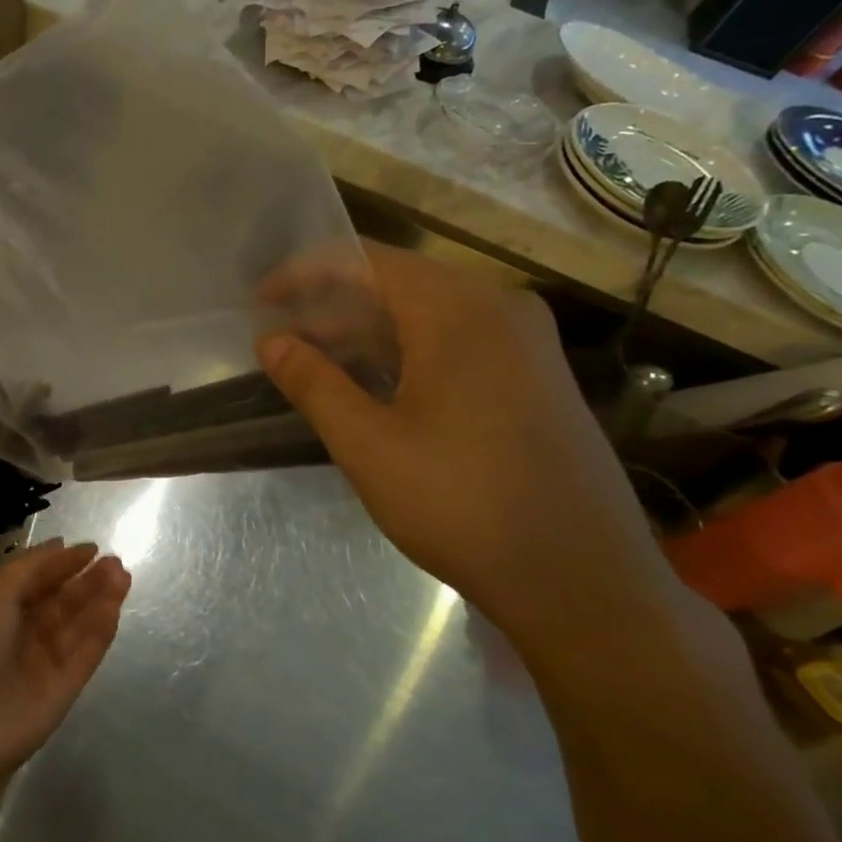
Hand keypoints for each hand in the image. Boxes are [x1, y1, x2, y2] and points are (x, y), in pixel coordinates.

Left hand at [0, 540, 130, 804]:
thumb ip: (31, 568)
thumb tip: (61, 545)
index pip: (36, 583)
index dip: (61, 565)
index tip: (91, 548)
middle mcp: (21, 636)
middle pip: (61, 603)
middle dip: (87, 581)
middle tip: (115, 561)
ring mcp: (44, 664)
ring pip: (78, 626)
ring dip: (100, 600)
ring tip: (122, 574)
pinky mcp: (65, 690)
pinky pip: (86, 654)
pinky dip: (100, 630)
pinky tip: (115, 605)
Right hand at [257, 242, 670, 640]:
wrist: (582, 580)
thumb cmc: (463, 504)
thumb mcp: (369, 445)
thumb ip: (313, 382)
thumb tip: (269, 340)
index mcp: (460, 311)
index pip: (366, 261)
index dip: (304, 274)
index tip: (259, 303)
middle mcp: (499, 307)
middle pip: (397, 282)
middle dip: (331, 306)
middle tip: (281, 340)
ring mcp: (525, 341)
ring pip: (426, 312)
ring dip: (365, 332)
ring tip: (314, 364)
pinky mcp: (534, 374)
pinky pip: (455, 339)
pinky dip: (404, 350)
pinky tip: (373, 385)